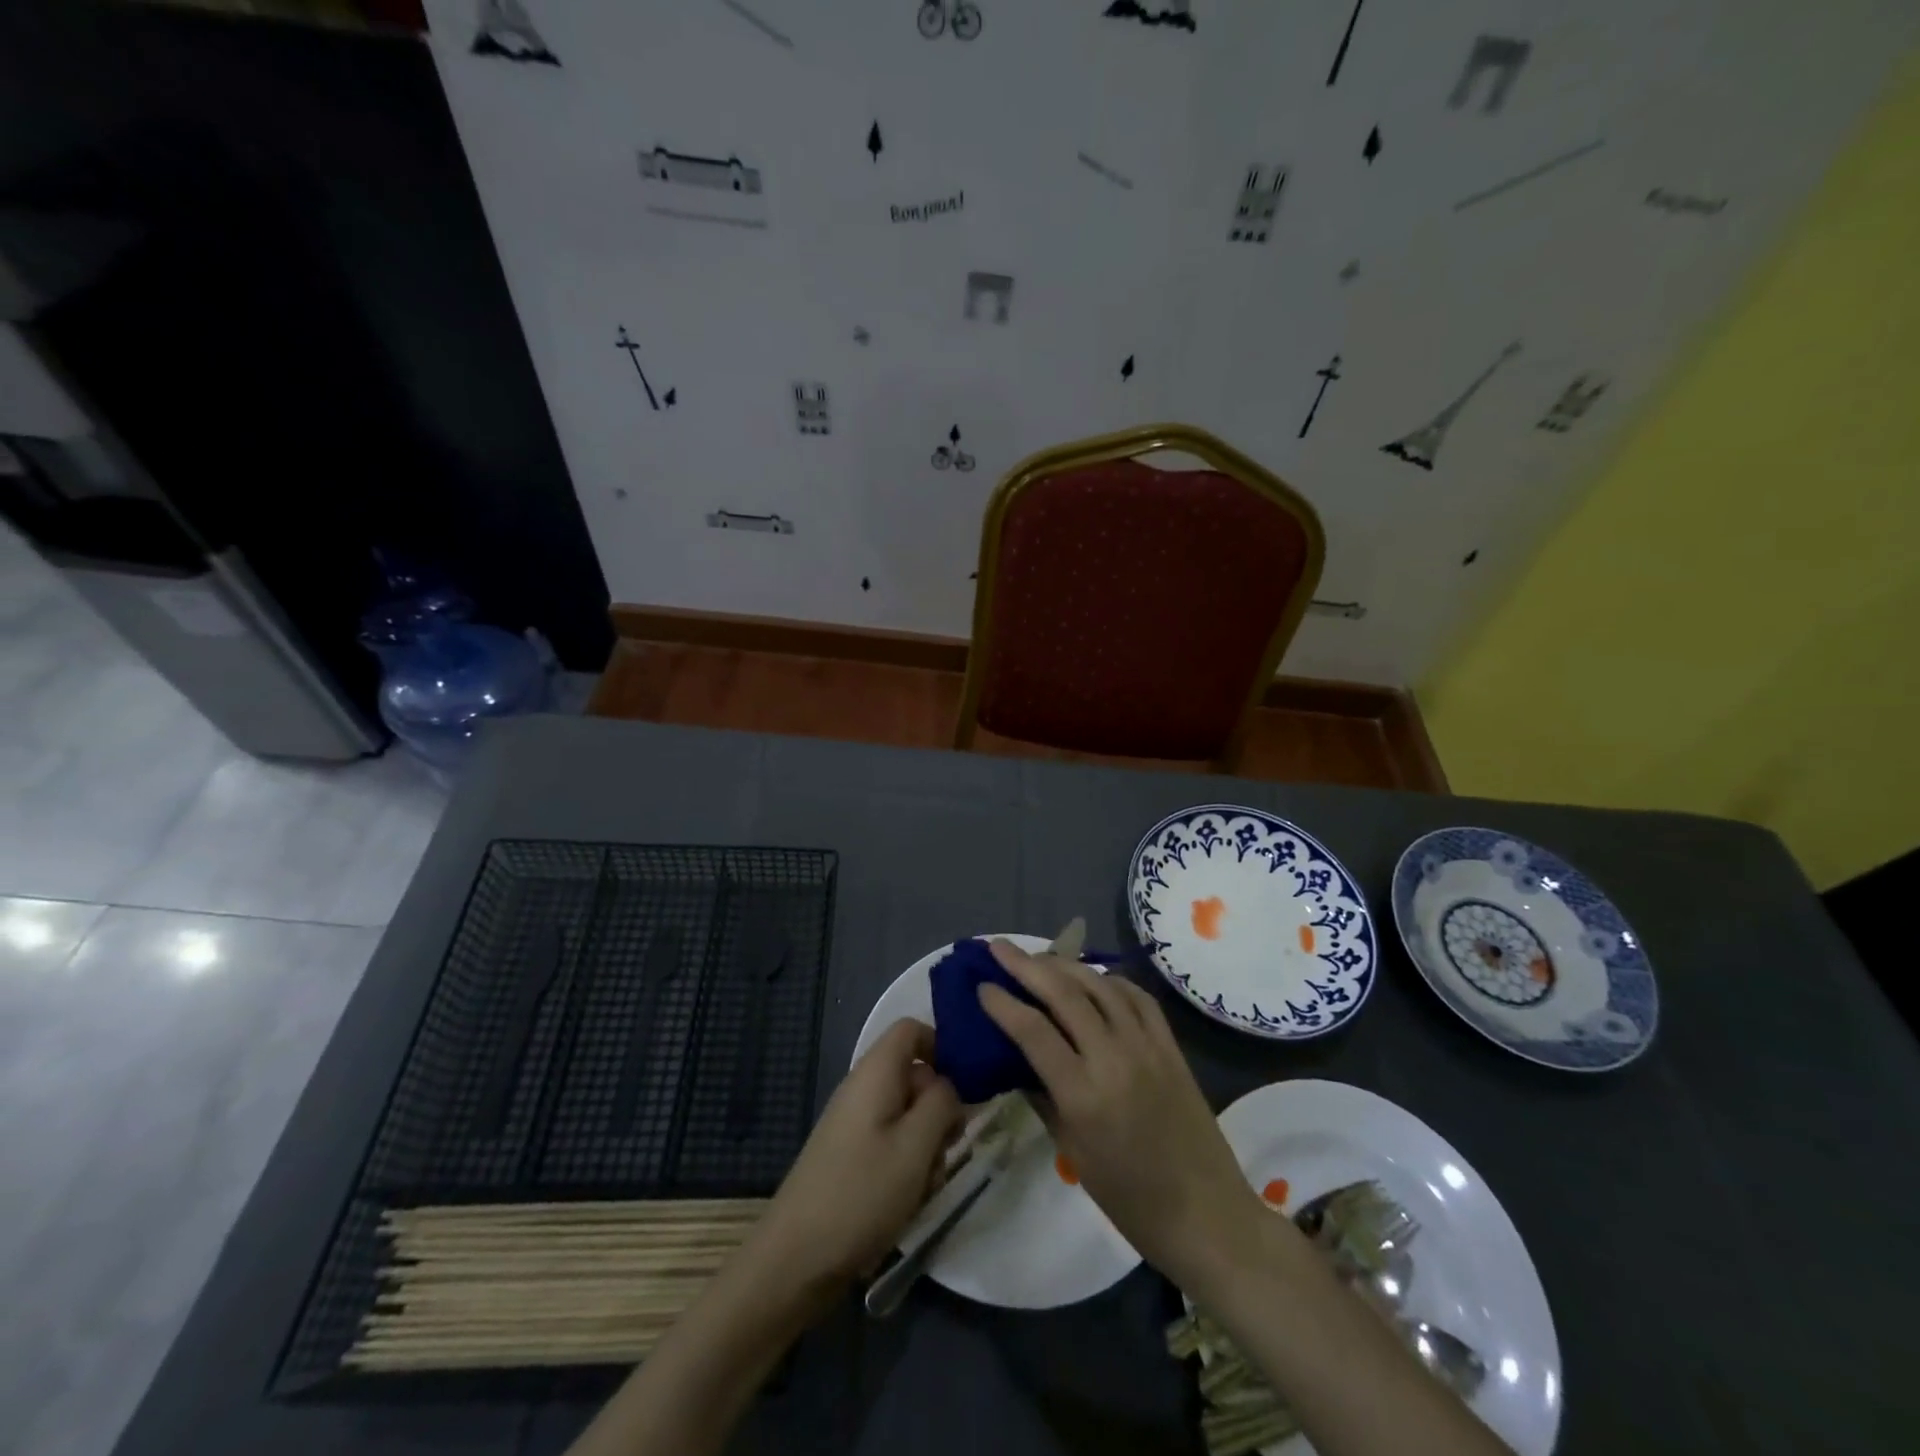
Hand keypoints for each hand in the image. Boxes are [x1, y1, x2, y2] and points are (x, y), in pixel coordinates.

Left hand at [751, 1018, 960, 1298]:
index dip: (943, 1048)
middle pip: (915, 1075)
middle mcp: (863, 1088)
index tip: (966, 1086)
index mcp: (875, 1072)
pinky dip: (908, 1164)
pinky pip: (891, 1142)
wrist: (794, 1261)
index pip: (912, 1029)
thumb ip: (943, 1103)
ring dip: (927, 1144)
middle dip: (940, 1108)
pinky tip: (909, 1200)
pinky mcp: (851, 1155)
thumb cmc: (861, 1193)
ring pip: (908, 1114)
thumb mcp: (916, 1146)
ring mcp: (854, 1123)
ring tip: (927, 1183)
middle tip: (949, 1147)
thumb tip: (951, 1085)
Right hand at [978, 940, 1259, 1284]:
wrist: (1207, 1215)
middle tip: (998, 948)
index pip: (1032, 1030)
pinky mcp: (1170, 1045)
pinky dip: (1109, 980)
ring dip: (1064, 964)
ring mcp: (1146, 1046)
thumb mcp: (1073, 1154)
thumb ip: (1043, 1098)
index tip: (981, 985)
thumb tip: (1017, 1061)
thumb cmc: (1130, 1200)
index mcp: (1082, 1094)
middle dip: (1025, 965)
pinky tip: (1093, 978)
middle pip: (1063, 993)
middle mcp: (1113, 1058)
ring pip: (1099, 984)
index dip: (1002, 1003)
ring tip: (1039, 957)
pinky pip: (1136, 996)